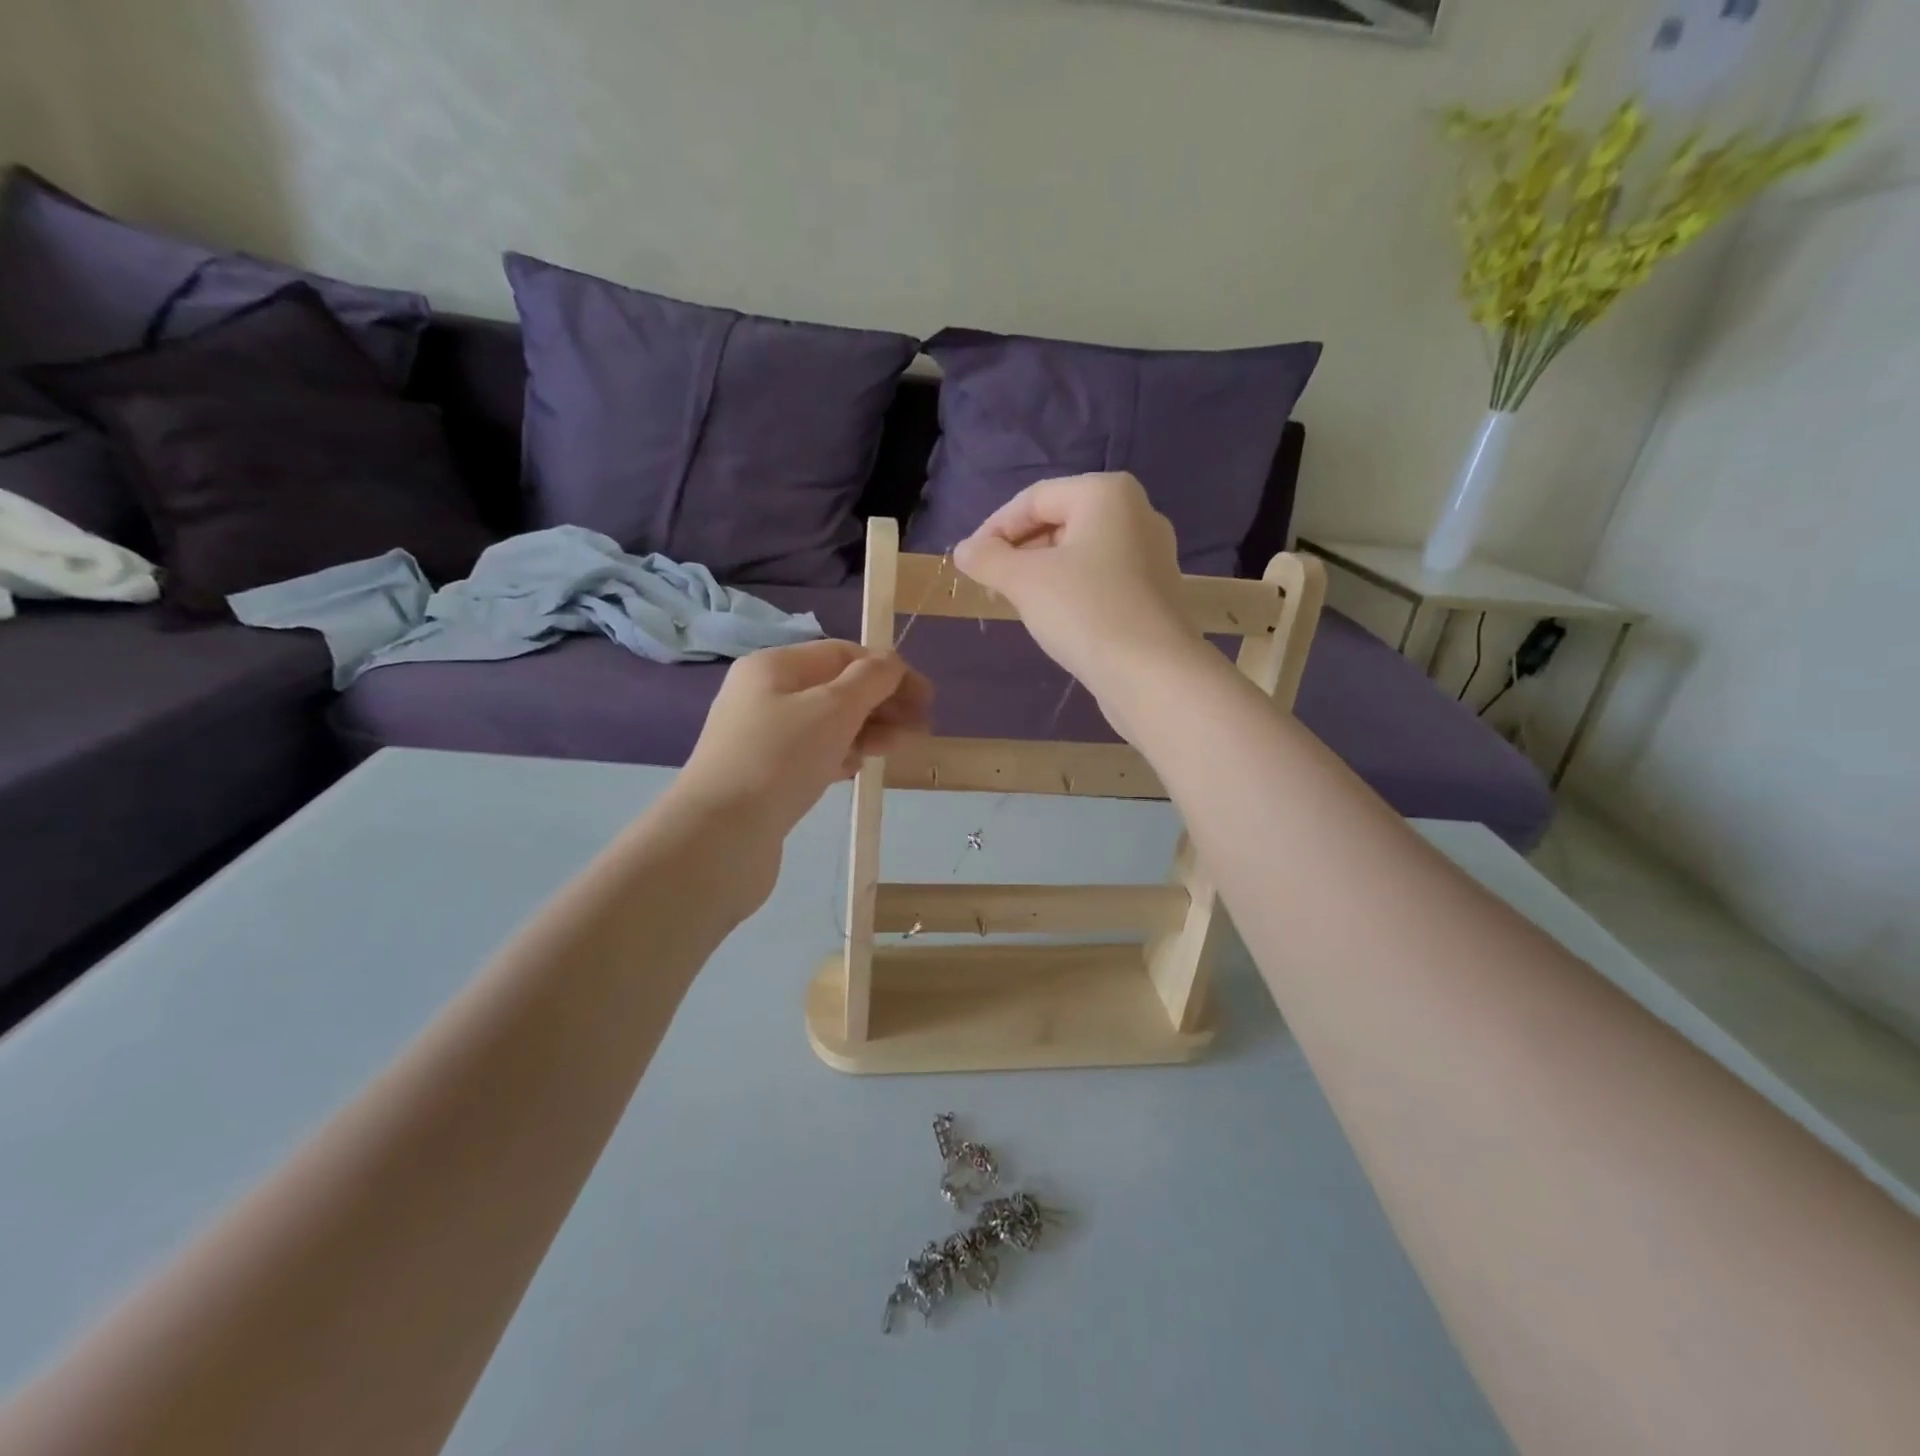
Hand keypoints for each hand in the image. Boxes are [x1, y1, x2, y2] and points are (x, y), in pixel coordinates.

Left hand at [677, 640, 931, 838]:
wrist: (720, 836)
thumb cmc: (779, 759)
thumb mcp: (832, 708)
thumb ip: (870, 680)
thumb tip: (892, 663)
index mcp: (774, 667)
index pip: (842, 654)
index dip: (887, 670)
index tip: (925, 698)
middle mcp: (765, 695)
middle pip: (836, 688)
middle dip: (882, 703)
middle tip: (920, 729)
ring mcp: (762, 737)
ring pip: (828, 723)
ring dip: (868, 730)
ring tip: (899, 749)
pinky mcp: (766, 775)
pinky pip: (814, 753)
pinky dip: (842, 754)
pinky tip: (858, 767)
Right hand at [953, 473, 1203, 713]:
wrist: (1153, 674)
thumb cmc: (1086, 611)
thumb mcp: (1024, 581)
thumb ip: (987, 559)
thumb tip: (964, 551)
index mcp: (1106, 494)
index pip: (1033, 499)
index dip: (994, 528)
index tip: (970, 563)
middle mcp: (1137, 513)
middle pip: (1059, 522)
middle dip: (1019, 551)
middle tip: (991, 585)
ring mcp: (1151, 555)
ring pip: (1080, 553)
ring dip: (1042, 573)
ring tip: (1018, 603)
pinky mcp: (1154, 592)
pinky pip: (1101, 578)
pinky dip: (1071, 590)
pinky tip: (1056, 619)